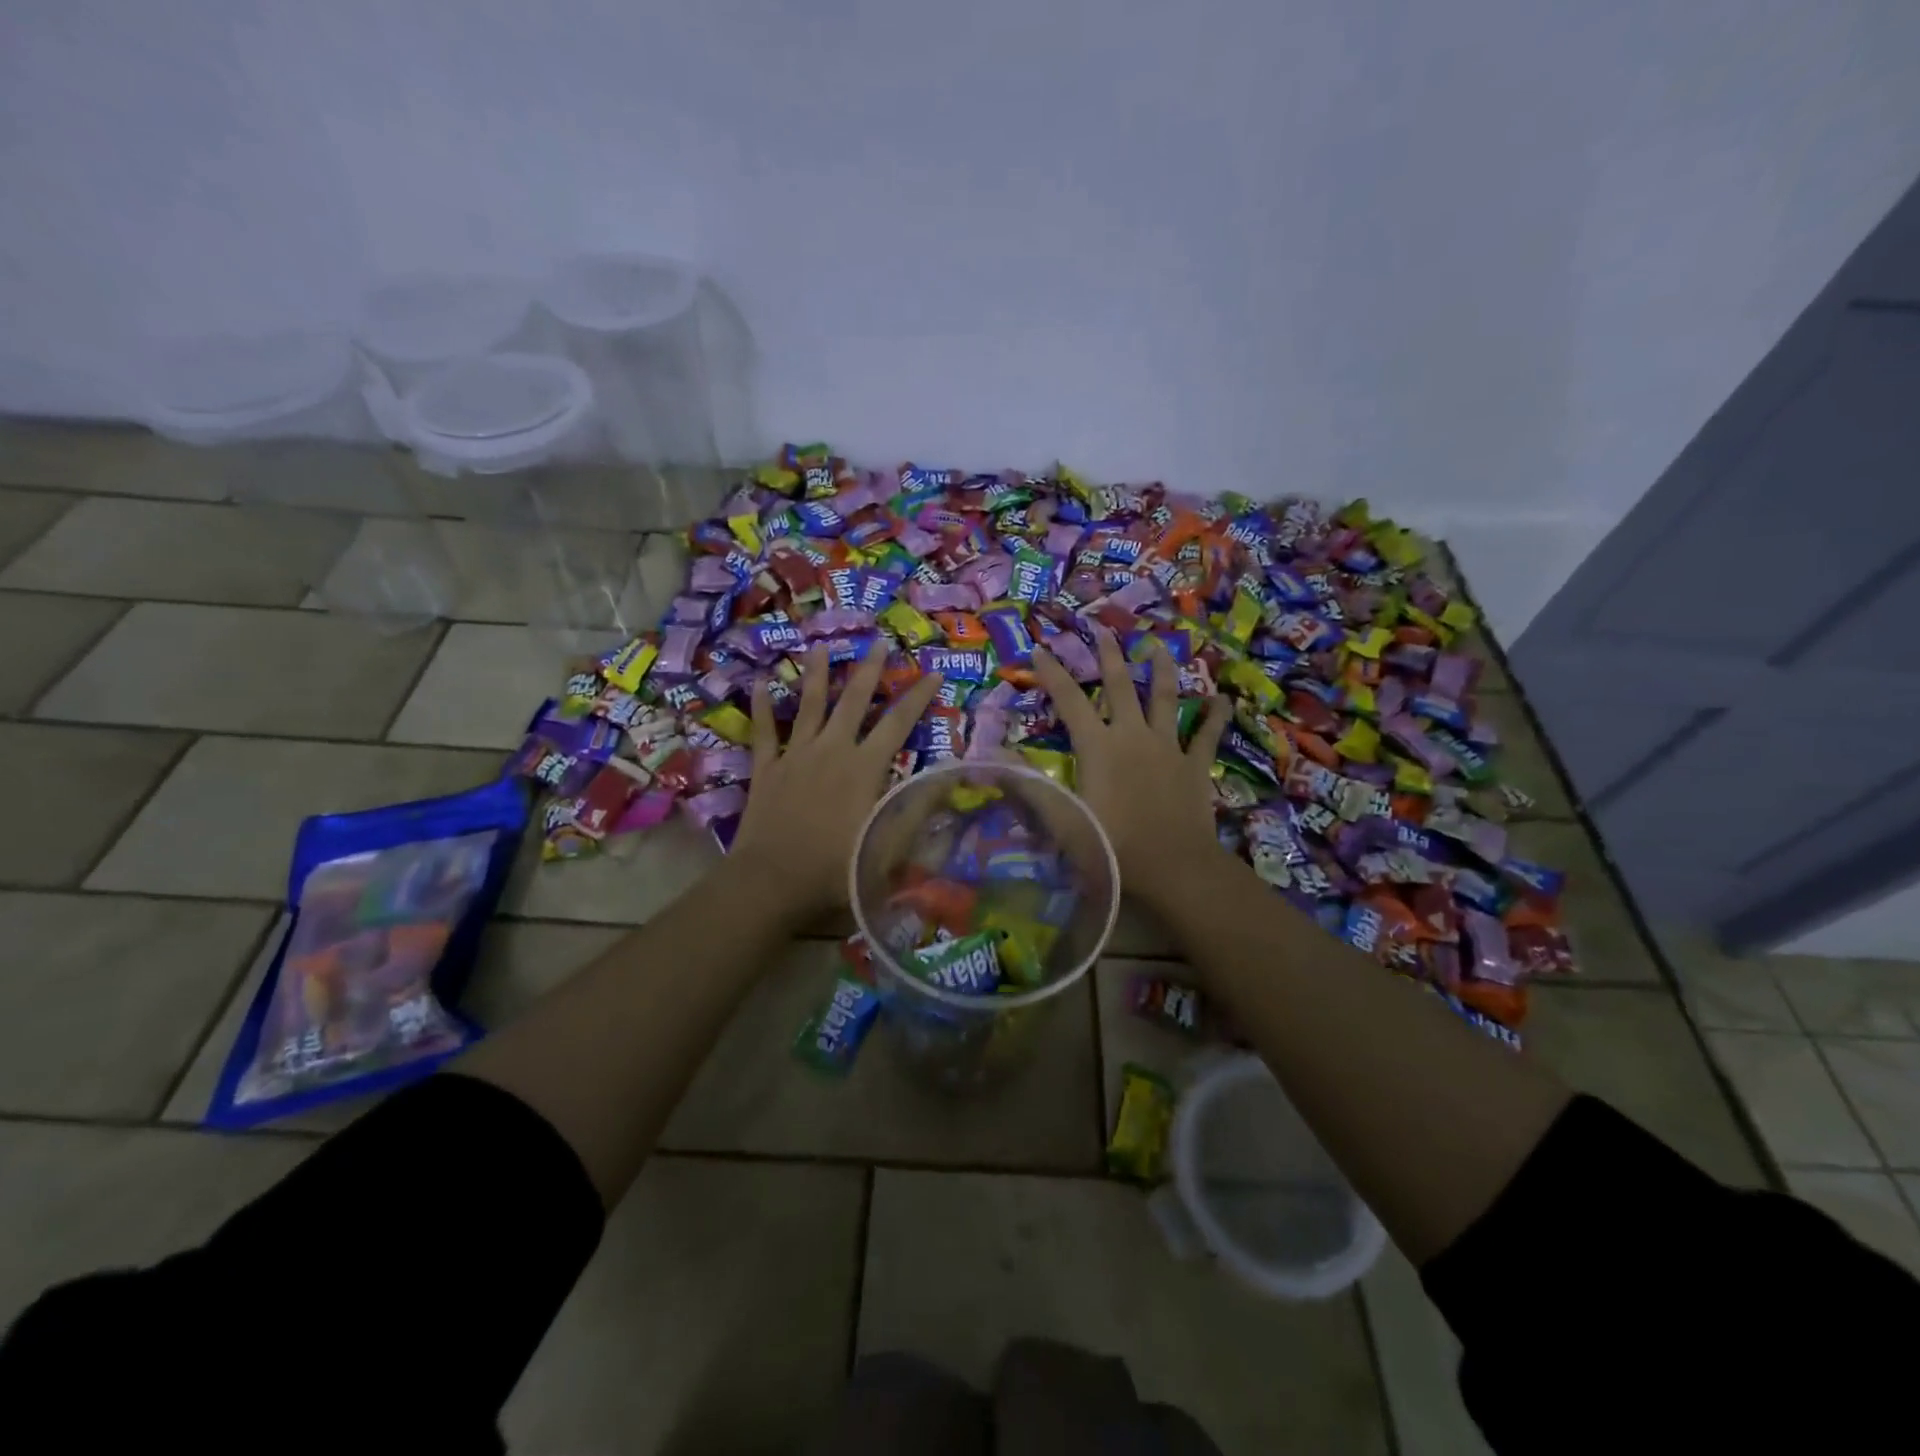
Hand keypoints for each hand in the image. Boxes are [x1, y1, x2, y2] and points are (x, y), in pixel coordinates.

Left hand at [729, 644, 943, 919]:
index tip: (932, 671)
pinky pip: (764, 732)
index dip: (918, 696)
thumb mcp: (890, 846)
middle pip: (853, 701)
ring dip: (817, 675)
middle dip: (869, 671)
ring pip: (809, 706)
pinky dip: (762, 708)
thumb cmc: (836, 868)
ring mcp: (796, 755)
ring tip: (821, 648)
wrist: (773, 881)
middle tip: (878, 643)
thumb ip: (918, 810)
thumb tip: (948, 778)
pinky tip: (760, 684)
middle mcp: (833, 750)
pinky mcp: (766, 769)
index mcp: (866, 767)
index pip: (899, 723)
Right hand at [1032, 628, 1230, 898]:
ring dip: (1161, 670)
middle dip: (1109, 656)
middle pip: (1120, 686)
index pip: (1070, 701)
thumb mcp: (1062, 820)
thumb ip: (1029, 786)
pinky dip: (1215, 716)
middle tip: (1103, 629)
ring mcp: (1168, 747)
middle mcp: (1133, 736)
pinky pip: (1207, 735)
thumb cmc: (1112, 846)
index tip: (1040, 649)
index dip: (1053, 674)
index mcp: (1098, 746)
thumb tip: (993, 756)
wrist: (1174, 869)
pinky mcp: (1195, 765)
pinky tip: (1223, 699)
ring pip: (1166, 699)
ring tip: (1158, 646)